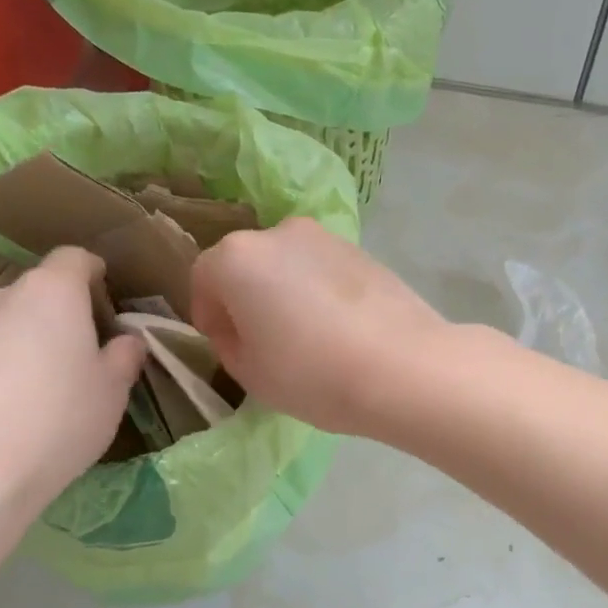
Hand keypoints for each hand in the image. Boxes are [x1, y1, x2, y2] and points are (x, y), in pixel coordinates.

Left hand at [0, 248, 145, 521]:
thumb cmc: (54, 425)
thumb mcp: (111, 395)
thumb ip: (123, 358)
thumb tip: (126, 341)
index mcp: (49, 294)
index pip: (74, 259)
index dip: (91, 273)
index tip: (102, 296)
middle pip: (28, 296)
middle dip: (48, 319)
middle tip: (64, 363)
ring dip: (6, 347)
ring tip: (16, 398)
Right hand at [190, 218, 453, 434]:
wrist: (403, 367)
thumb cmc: (312, 374)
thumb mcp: (251, 374)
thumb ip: (230, 344)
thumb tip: (241, 328)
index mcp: (238, 258)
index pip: (204, 278)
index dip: (208, 314)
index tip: (223, 345)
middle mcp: (278, 233)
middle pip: (247, 264)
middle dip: (246, 298)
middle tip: (262, 341)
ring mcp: (325, 237)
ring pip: (287, 264)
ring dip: (284, 292)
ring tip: (304, 337)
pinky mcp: (362, 251)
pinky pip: (322, 270)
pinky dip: (318, 291)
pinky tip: (337, 328)